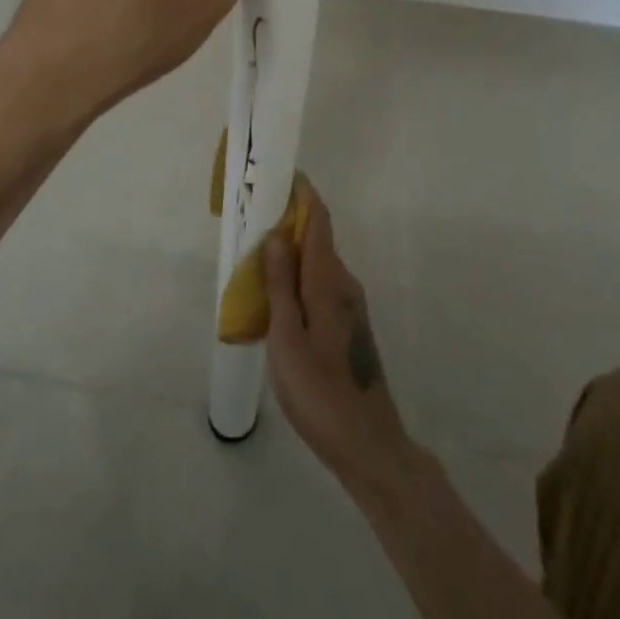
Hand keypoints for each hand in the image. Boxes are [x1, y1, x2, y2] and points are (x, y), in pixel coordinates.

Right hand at [266, 191, 417, 495]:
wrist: (367, 444)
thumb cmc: (320, 390)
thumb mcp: (288, 337)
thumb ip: (281, 284)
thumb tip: (276, 234)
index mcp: (329, 280)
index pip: (319, 220)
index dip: (302, 194)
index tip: (280, 174)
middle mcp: (344, 284)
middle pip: (317, 238)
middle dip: (288, 221)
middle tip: (252, 216)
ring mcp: (349, 306)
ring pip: (317, 265)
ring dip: (290, 253)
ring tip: (255, 255)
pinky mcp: (347, 327)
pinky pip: (319, 286)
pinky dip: (297, 278)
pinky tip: (276, 296)